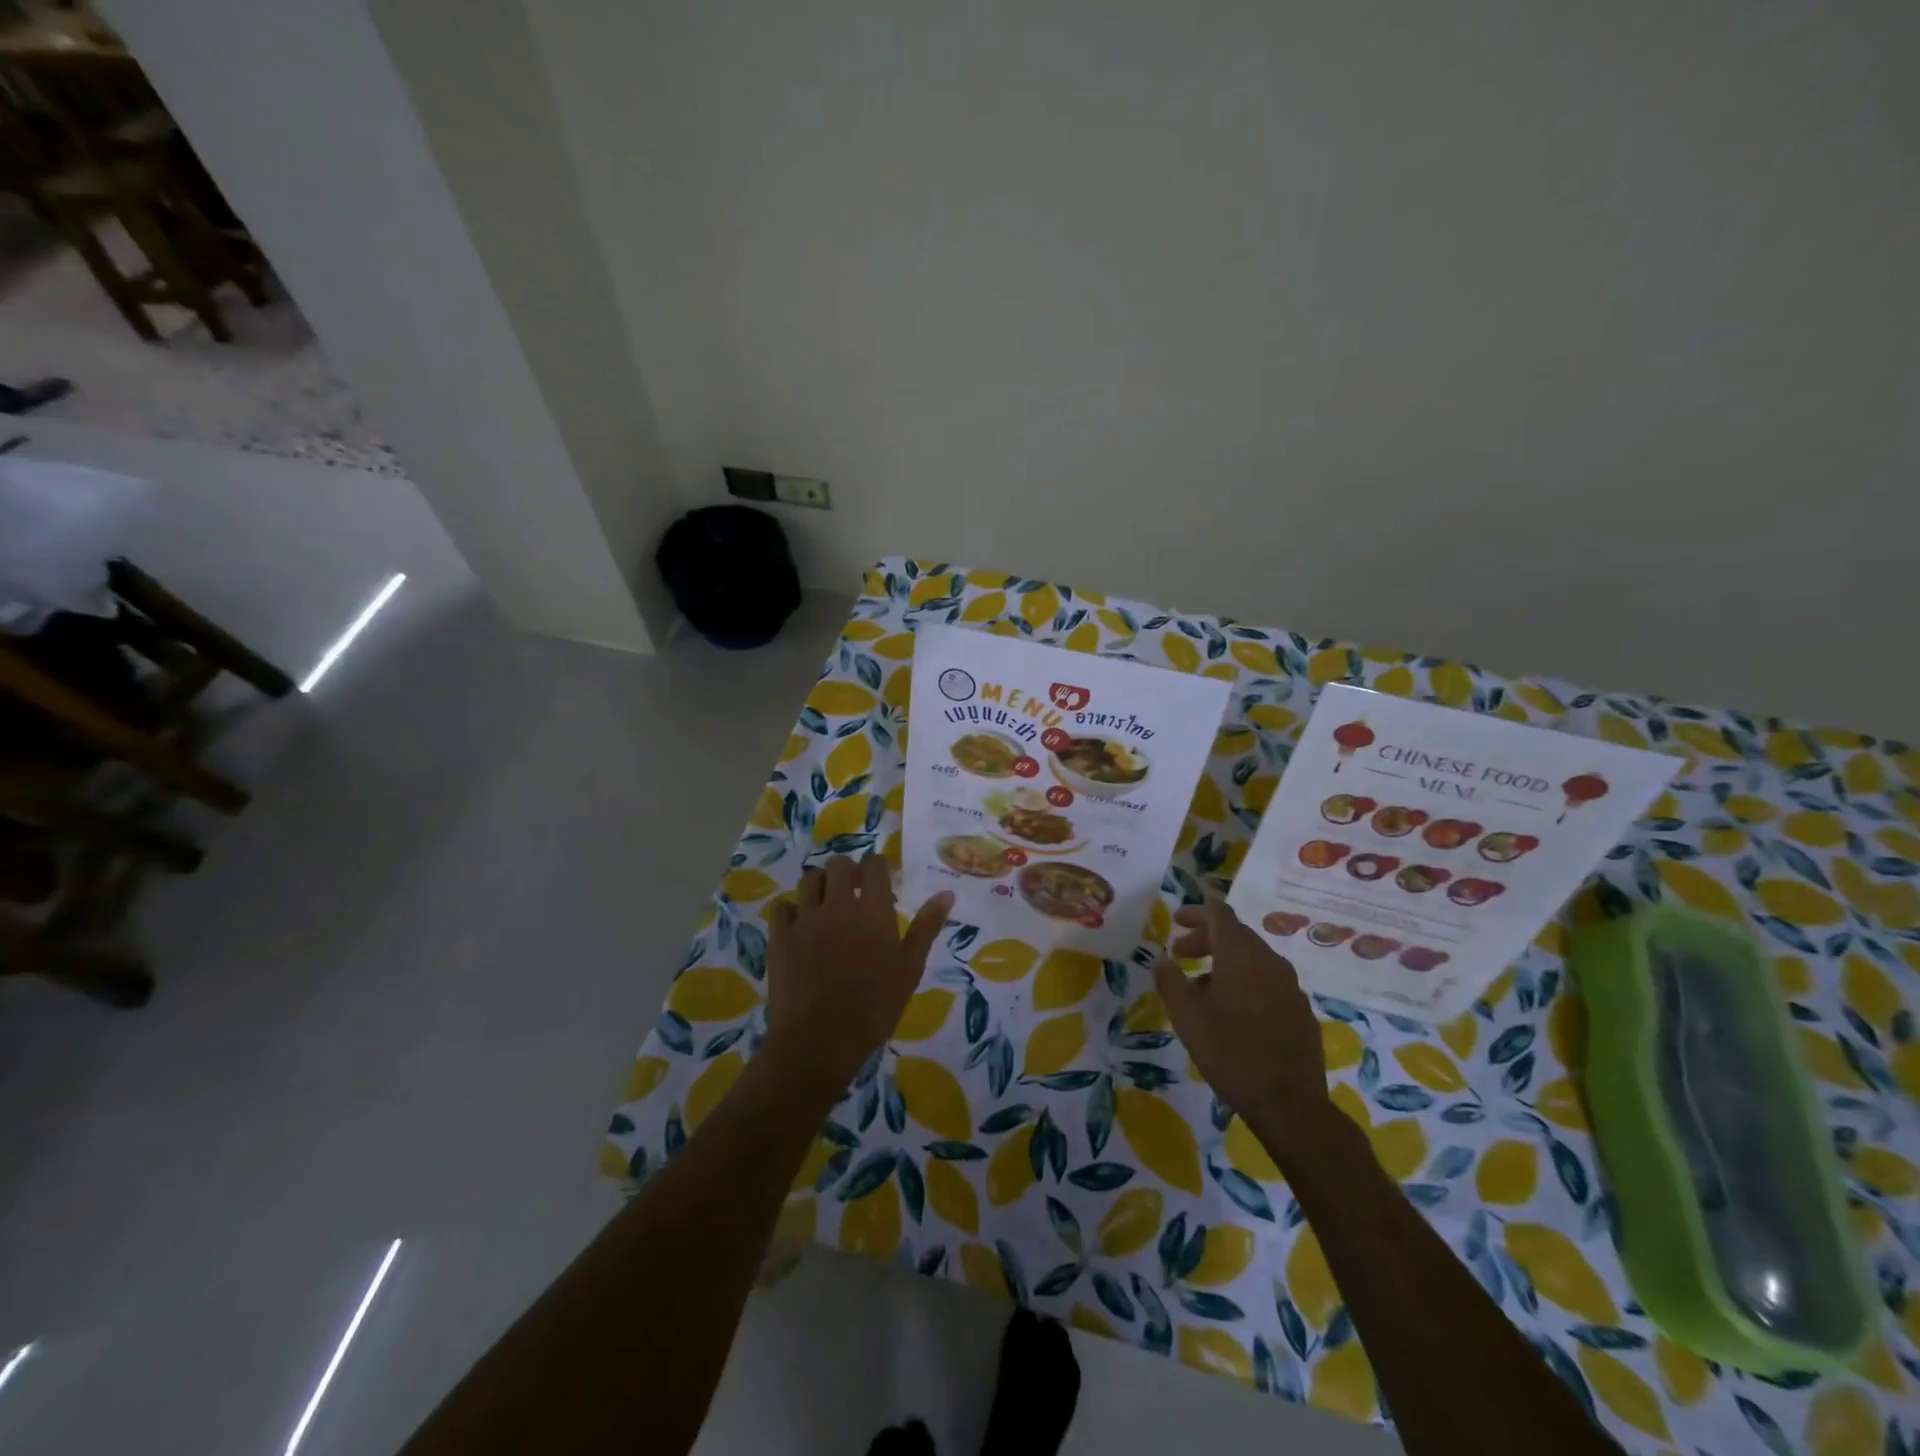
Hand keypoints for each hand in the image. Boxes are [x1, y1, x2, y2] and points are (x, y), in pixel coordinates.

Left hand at [763, 855, 953, 1102]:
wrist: (819, 1040)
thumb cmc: (874, 1007)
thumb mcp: (910, 968)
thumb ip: (926, 927)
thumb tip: (947, 893)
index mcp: (872, 910)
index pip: (874, 865)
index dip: (878, 867)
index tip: (882, 880)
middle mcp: (837, 904)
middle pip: (838, 865)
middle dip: (848, 872)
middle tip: (855, 892)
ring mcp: (805, 919)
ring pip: (809, 880)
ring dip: (821, 885)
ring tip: (828, 905)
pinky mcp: (780, 937)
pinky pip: (783, 908)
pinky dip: (792, 911)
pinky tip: (800, 927)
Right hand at [1153, 902, 1327, 1125]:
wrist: (1289, 1104)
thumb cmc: (1230, 1051)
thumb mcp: (1187, 1016)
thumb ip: (1171, 981)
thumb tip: (1161, 961)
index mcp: (1242, 955)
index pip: (1219, 914)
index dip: (1196, 913)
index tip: (1175, 920)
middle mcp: (1270, 962)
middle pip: (1237, 936)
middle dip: (1206, 939)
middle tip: (1180, 954)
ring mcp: (1291, 987)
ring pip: (1253, 961)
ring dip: (1225, 963)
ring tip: (1201, 987)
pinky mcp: (1301, 1012)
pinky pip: (1268, 984)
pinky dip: (1245, 983)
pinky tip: (1233, 1012)